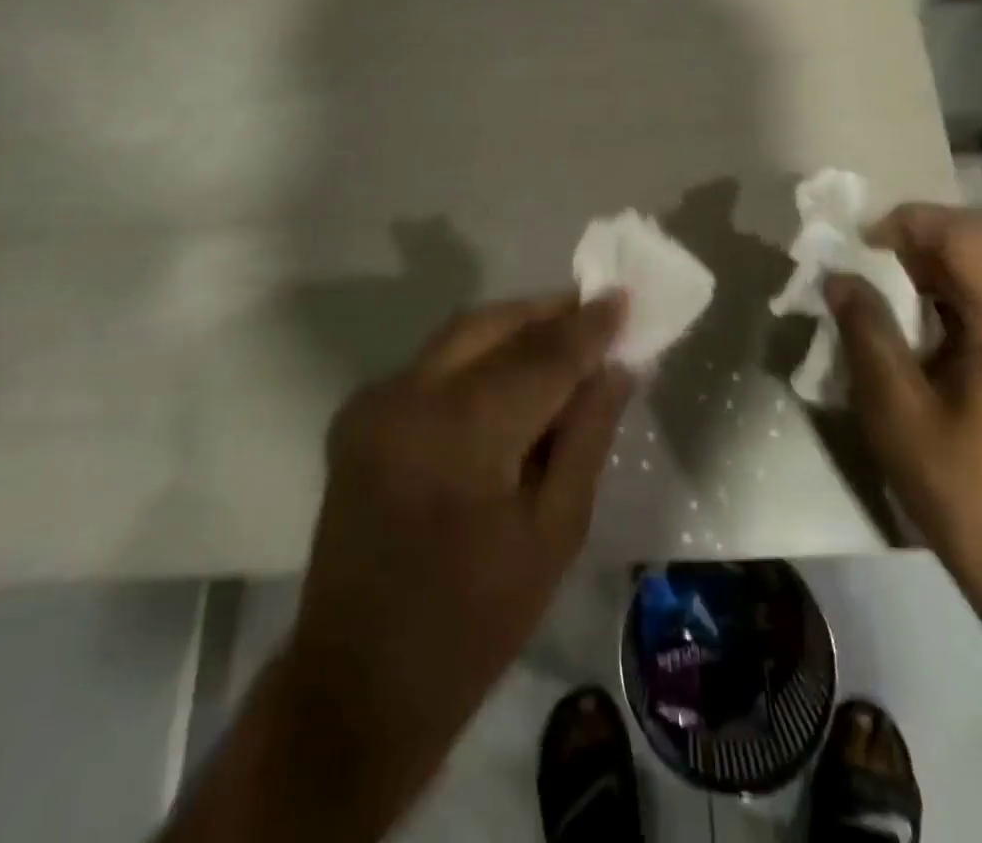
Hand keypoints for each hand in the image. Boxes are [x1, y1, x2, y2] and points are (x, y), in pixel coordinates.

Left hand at [271, 294, 630, 840]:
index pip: (541, 355)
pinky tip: (511, 374)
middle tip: (596, 313)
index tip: (624, 297)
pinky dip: (479, 354)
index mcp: (460, 435)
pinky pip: (434, 362)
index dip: (587, 325)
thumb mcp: (554, 533)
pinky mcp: (357, 414)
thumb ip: (587, 435)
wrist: (358, 685)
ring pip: (460, 335)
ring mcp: (373, 403)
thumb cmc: (475, 624)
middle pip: (491, 324)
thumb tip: (617, 366)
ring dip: (514, 327)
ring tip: (564, 337)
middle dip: (548, 312)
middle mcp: (407, 398)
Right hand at [826, 204, 981, 622]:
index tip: (861, 245)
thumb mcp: (900, 416)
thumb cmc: (973, 501)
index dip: (909, 223)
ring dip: (944, 278)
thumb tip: (840, 279)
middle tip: (868, 269)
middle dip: (922, 247)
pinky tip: (935, 344)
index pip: (969, 234)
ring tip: (892, 304)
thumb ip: (867, 334)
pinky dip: (968, 309)